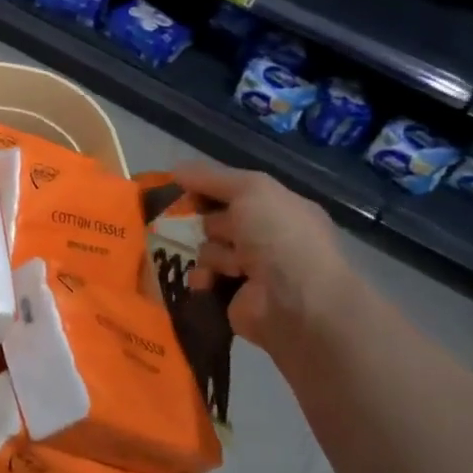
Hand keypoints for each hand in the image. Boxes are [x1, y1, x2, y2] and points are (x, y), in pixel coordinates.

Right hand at [172, 161, 356, 358]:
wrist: (297, 303)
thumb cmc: (279, 237)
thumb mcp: (251, 190)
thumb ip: (212, 177)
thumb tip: (175, 170)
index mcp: (279, 209)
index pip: (235, 192)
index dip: (209, 189)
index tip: (185, 190)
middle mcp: (268, 238)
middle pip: (218, 221)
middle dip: (206, 223)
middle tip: (200, 227)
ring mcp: (253, 270)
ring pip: (208, 250)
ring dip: (210, 253)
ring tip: (225, 264)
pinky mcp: (235, 297)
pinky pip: (205, 279)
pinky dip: (202, 278)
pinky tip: (208, 281)